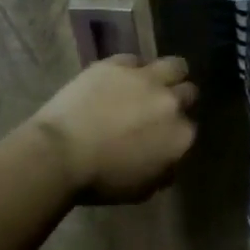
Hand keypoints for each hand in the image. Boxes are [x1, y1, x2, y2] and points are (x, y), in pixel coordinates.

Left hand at [27, 55, 197, 203]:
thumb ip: (165, 171)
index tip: (163, 136)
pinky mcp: (117, 65)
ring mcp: (146, 79)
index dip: (176, 131)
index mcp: (181, 137)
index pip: (190, 128)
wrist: (59, 155)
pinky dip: (131, 69)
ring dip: (169, 75)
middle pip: (188, 93)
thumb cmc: (100, 180)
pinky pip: (135, 60)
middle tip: (158, 109)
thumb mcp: (142, 189)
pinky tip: (119, 79)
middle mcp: (171, 103)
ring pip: (175, 66)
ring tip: (153, 82)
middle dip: (178, 100)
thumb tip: (168, 160)